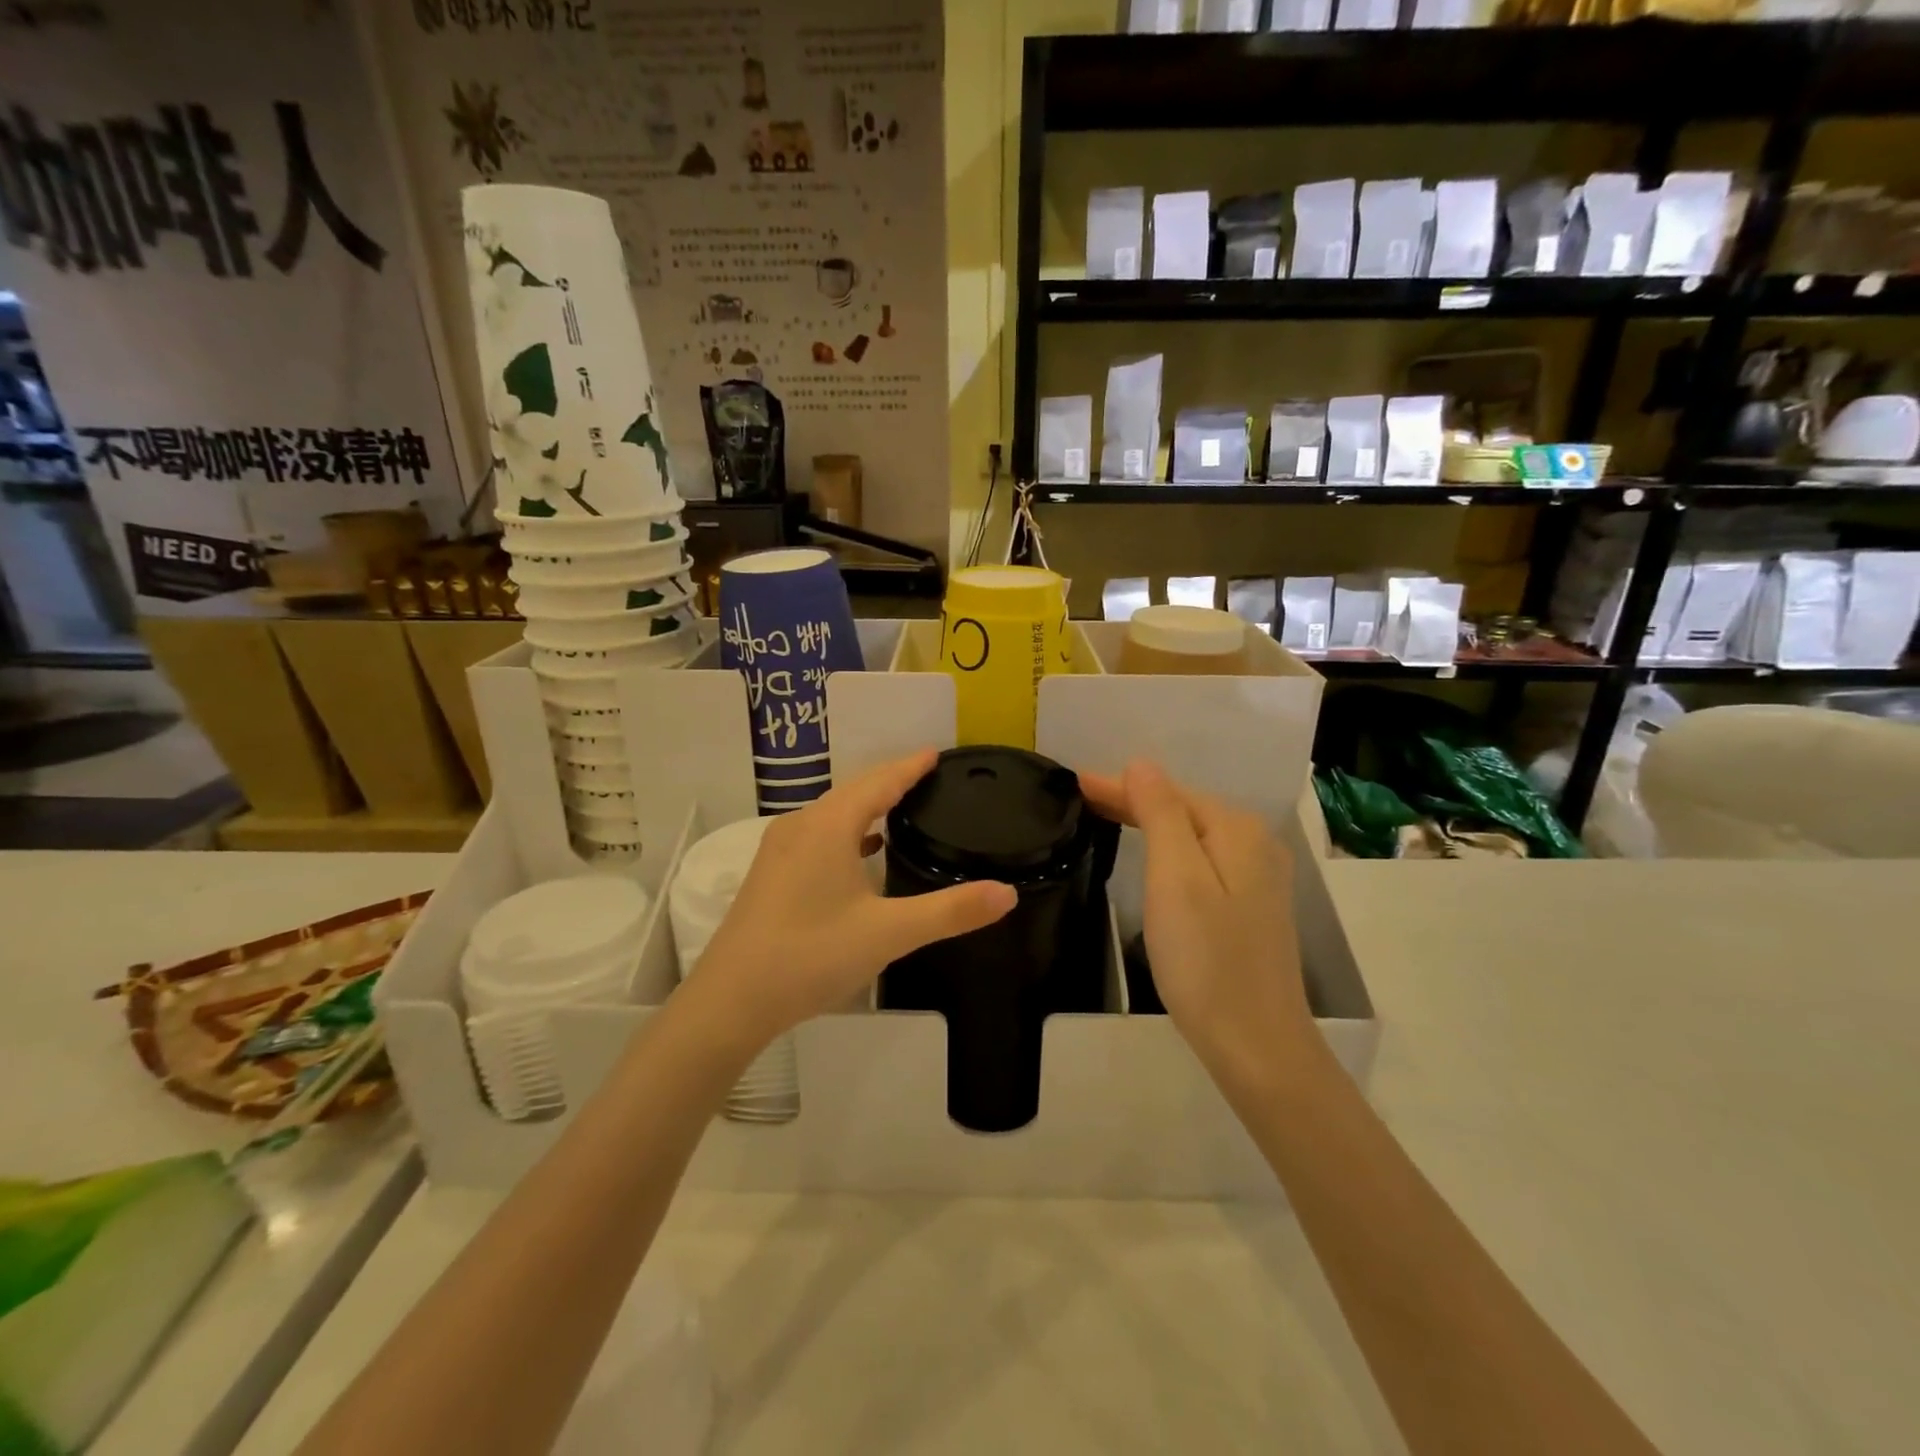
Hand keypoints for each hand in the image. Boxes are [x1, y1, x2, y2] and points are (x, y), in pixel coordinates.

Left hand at [688, 750, 1016, 1052]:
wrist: (731, 1001)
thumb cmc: (810, 955)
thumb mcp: (888, 934)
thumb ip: (949, 911)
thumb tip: (1007, 892)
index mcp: (829, 826)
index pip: (879, 781)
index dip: (910, 766)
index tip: (937, 753)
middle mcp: (801, 826)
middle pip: (854, 791)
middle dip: (891, 781)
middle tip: (929, 778)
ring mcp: (780, 850)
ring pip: (833, 813)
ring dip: (867, 805)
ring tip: (902, 807)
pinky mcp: (771, 874)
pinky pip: (819, 836)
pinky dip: (848, 832)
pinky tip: (863, 852)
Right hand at [1080, 761, 1313, 1077]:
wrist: (1256, 1044)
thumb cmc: (1205, 959)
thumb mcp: (1175, 878)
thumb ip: (1160, 814)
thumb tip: (1143, 764)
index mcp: (1237, 831)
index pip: (1168, 793)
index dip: (1120, 786)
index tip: (1074, 782)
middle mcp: (1255, 845)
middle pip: (1183, 810)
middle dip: (1133, 800)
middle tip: (1081, 797)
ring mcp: (1258, 879)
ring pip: (1192, 835)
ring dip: (1150, 823)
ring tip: (1107, 816)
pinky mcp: (1251, 908)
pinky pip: (1202, 861)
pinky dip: (1169, 850)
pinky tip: (1153, 855)